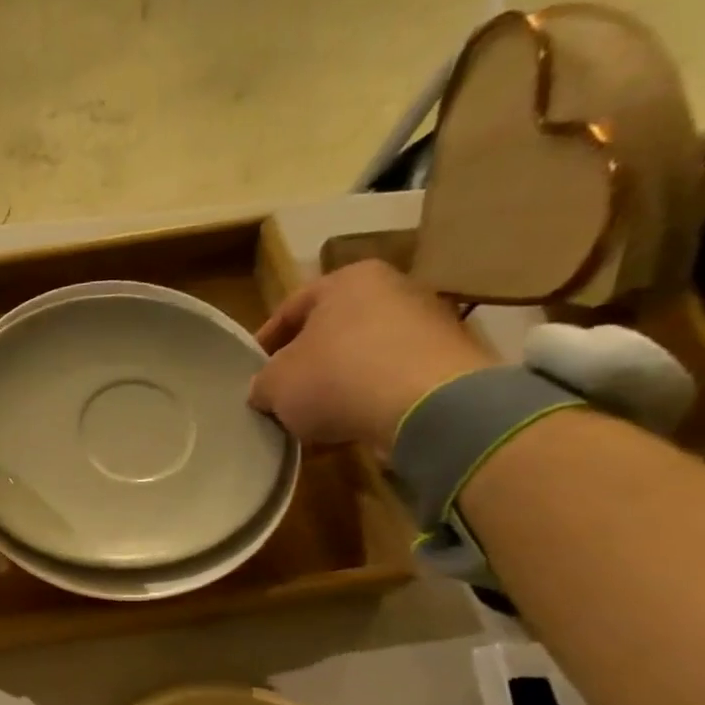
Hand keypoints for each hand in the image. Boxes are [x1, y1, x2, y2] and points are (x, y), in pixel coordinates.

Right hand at [249, 260, 494, 452]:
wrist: (429, 406)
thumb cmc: (337, 377)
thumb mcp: (274, 384)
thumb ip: (263, 383)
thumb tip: (266, 390)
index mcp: (348, 279)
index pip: (291, 308)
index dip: (265, 343)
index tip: (254, 372)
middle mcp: (394, 288)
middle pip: (333, 329)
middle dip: (308, 363)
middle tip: (284, 395)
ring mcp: (429, 323)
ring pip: (365, 354)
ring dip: (340, 383)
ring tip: (318, 417)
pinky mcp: (450, 360)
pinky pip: (394, 378)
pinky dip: (372, 397)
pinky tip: (353, 424)